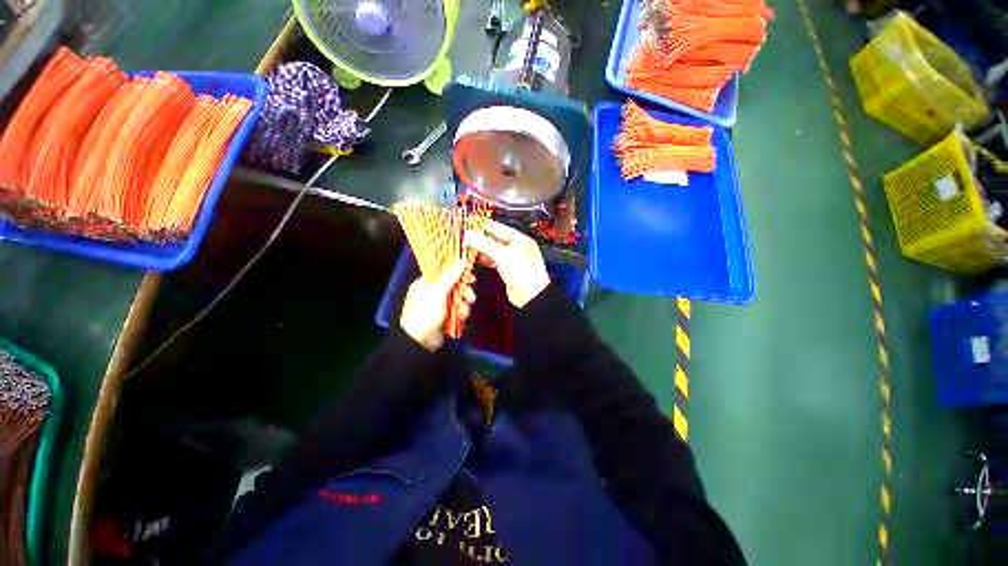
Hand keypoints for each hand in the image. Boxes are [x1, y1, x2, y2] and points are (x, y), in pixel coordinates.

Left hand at [400, 261, 475, 350]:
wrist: (419, 342)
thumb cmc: (425, 313)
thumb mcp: (438, 292)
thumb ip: (450, 276)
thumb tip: (461, 260)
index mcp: (426, 283)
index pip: (443, 271)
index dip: (457, 271)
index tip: (469, 273)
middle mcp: (432, 291)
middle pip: (453, 284)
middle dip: (464, 290)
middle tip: (471, 296)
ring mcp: (439, 304)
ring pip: (457, 297)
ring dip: (464, 303)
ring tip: (465, 311)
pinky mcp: (445, 315)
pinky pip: (457, 308)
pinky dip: (461, 311)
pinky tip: (462, 317)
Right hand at [465, 221, 549, 307]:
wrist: (532, 297)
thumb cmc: (523, 273)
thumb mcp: (502, 255)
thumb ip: (484, 243)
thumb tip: (467, 234)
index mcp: (518, 238)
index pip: (496, 227)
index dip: (480, 227)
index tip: (466, 229)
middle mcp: (515, 246)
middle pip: (493, 239)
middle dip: (478, 240)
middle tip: (463, 241)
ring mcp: (511, 259)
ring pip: (492, 251)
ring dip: (480, 251)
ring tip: (466, 250)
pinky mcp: (507, 270)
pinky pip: (493, 262)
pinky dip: (485, 261)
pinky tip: (475, 261)